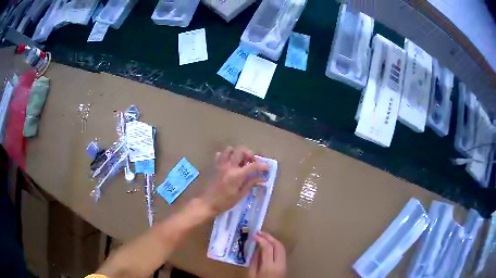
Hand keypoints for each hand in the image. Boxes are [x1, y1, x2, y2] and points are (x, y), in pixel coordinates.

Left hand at [199, 146, 269, 214]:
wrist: (207, 203)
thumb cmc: (225, 202)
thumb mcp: (240, 195)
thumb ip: (250, 184)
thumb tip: (262, 179)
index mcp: (236, 175)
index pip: (253, 165)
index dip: (262, 165)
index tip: (267, 168)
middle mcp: (228, 166)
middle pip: (241, 150)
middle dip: (249, 154)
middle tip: (251, 163)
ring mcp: (220, 164)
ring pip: (229, 149)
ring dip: (237, 153)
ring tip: (240, 162)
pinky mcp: (215, 166)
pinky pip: (220, 155)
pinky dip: (227, 156)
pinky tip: (229, 164)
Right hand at [249, 232, 285, 277]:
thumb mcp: (251, 274)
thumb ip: (254, 261)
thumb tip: (256, 248)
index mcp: (269, 267)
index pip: (267, 248)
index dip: (261, 239)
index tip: (254, 235)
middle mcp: (279, 264)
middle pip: (278, 245)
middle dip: (269, 237)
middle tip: (259, 232)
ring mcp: (284, 265)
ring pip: (282, 248)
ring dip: (273, 240)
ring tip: (264, 236)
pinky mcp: (285, 266)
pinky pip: (282, 252)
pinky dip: (276, 246)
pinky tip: (269, 245)